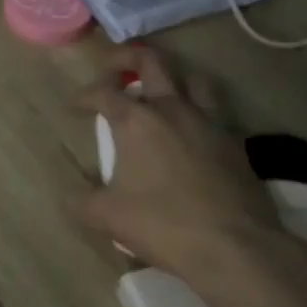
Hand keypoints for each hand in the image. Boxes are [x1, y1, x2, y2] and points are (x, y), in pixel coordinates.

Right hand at [79, 44, 284, 290]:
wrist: (238, 249)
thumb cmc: (164, 225)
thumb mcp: (108, 218)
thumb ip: (82, 201)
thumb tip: (69, 196)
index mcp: (136, 120)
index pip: (102, 92)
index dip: (84, 95)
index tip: (76, 106)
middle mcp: (171, 109)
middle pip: (150, 60)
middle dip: (127, 57)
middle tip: (114, 69)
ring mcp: (208, 123)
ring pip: (192, 78)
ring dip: (173, 78)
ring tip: (160, 92)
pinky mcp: (236, 143)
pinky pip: (217, 112)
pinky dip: (201, 112)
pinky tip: (193, 131)